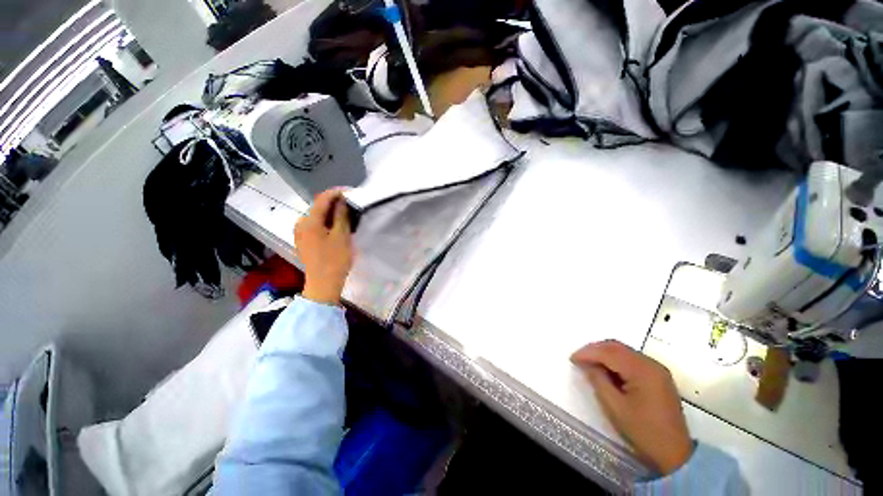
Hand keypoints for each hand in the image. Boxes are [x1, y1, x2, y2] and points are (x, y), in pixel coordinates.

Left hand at [294, 189, 353, 305]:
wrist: (323, 284)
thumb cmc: (335, 260)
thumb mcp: (342, 236)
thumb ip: (342, 215)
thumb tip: (342, 200)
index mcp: (309, 222)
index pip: (322, 199)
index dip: (336, 193)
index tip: (351, 192)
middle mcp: (301, 224)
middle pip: (319, 207)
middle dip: (335, 204)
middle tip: (352, 206)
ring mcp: (301, 233)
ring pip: (318, 217)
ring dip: (332, 214)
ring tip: (348, 217)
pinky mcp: (304, 241)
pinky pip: (316, 225)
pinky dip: (327, 223)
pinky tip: (338, 227)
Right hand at [571, 340, 691, 474]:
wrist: (675, 453)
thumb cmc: (643, 431)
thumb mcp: (615, 407)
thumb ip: (598, 380)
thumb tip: (587, 364)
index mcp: (642, 371)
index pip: (609, 353)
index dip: (588, 353)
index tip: (572, 358)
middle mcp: (651, 364)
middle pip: (617, 347)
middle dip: (595, 349)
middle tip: (579, 358)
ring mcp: (656, 369)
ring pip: (624, 351)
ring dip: (604, 353)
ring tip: (589, 362)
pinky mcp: (658, 376)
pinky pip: (632, 359)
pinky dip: (616, 360)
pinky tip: (607, 369)